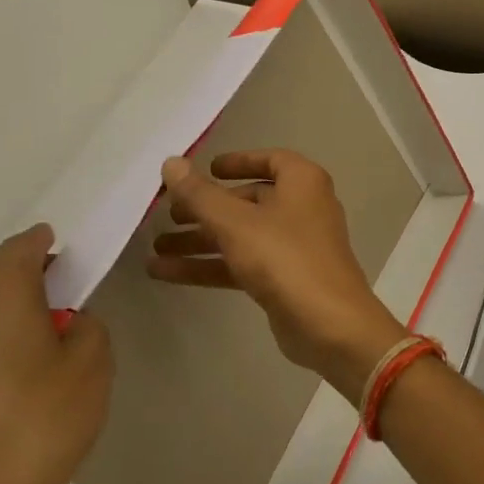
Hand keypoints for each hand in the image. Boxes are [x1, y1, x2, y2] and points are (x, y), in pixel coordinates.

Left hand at [0, 224, 114, 483]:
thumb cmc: (43, 423)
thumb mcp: (92, 366)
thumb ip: (85, 328)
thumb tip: (65, 322)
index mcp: (0, 298)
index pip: (18, 249)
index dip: (40, 241)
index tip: (59, 244)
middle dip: (11, 266)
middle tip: (49, 286)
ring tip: (25, 323)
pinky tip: (3, 361)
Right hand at [147, 151, 406, 401]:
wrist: (328, 323)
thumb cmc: (285, 258)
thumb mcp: (235, 222)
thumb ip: (200, 194)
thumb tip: (171, 162)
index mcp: (303, 182)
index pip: (271, 160)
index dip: (239, 162)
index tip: (206, 169)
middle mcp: (303, 207)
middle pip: (250, 200)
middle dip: (208, 207)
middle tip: (166, 215)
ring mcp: (296, 245)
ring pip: (242, 235)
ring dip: (201, 240)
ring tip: (155, 248)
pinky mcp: (286, 278)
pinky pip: (243, 263)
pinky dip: (210, 265)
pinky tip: (165, 273)